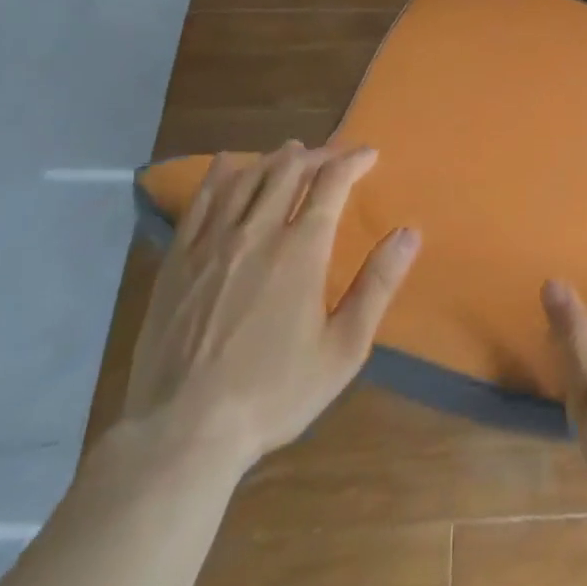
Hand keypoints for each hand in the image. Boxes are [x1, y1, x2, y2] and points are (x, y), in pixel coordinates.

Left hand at [123, 143, 419, 469]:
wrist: (182, 432)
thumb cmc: (274, 393)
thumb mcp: (343, 349)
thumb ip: (377, 285)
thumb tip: (409, 233)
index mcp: (300, 251)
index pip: (331, 184)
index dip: (353, 161)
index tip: (369, 154)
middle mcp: (256, 233)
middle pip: (288, 171)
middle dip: (317, 155)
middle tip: (333, 156)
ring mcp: (211, 244)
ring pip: (246, 178)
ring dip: (273, 159)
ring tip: (291, 153)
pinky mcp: (177, 260)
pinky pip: (201, 201)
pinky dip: (220, 175)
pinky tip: (227, 165)